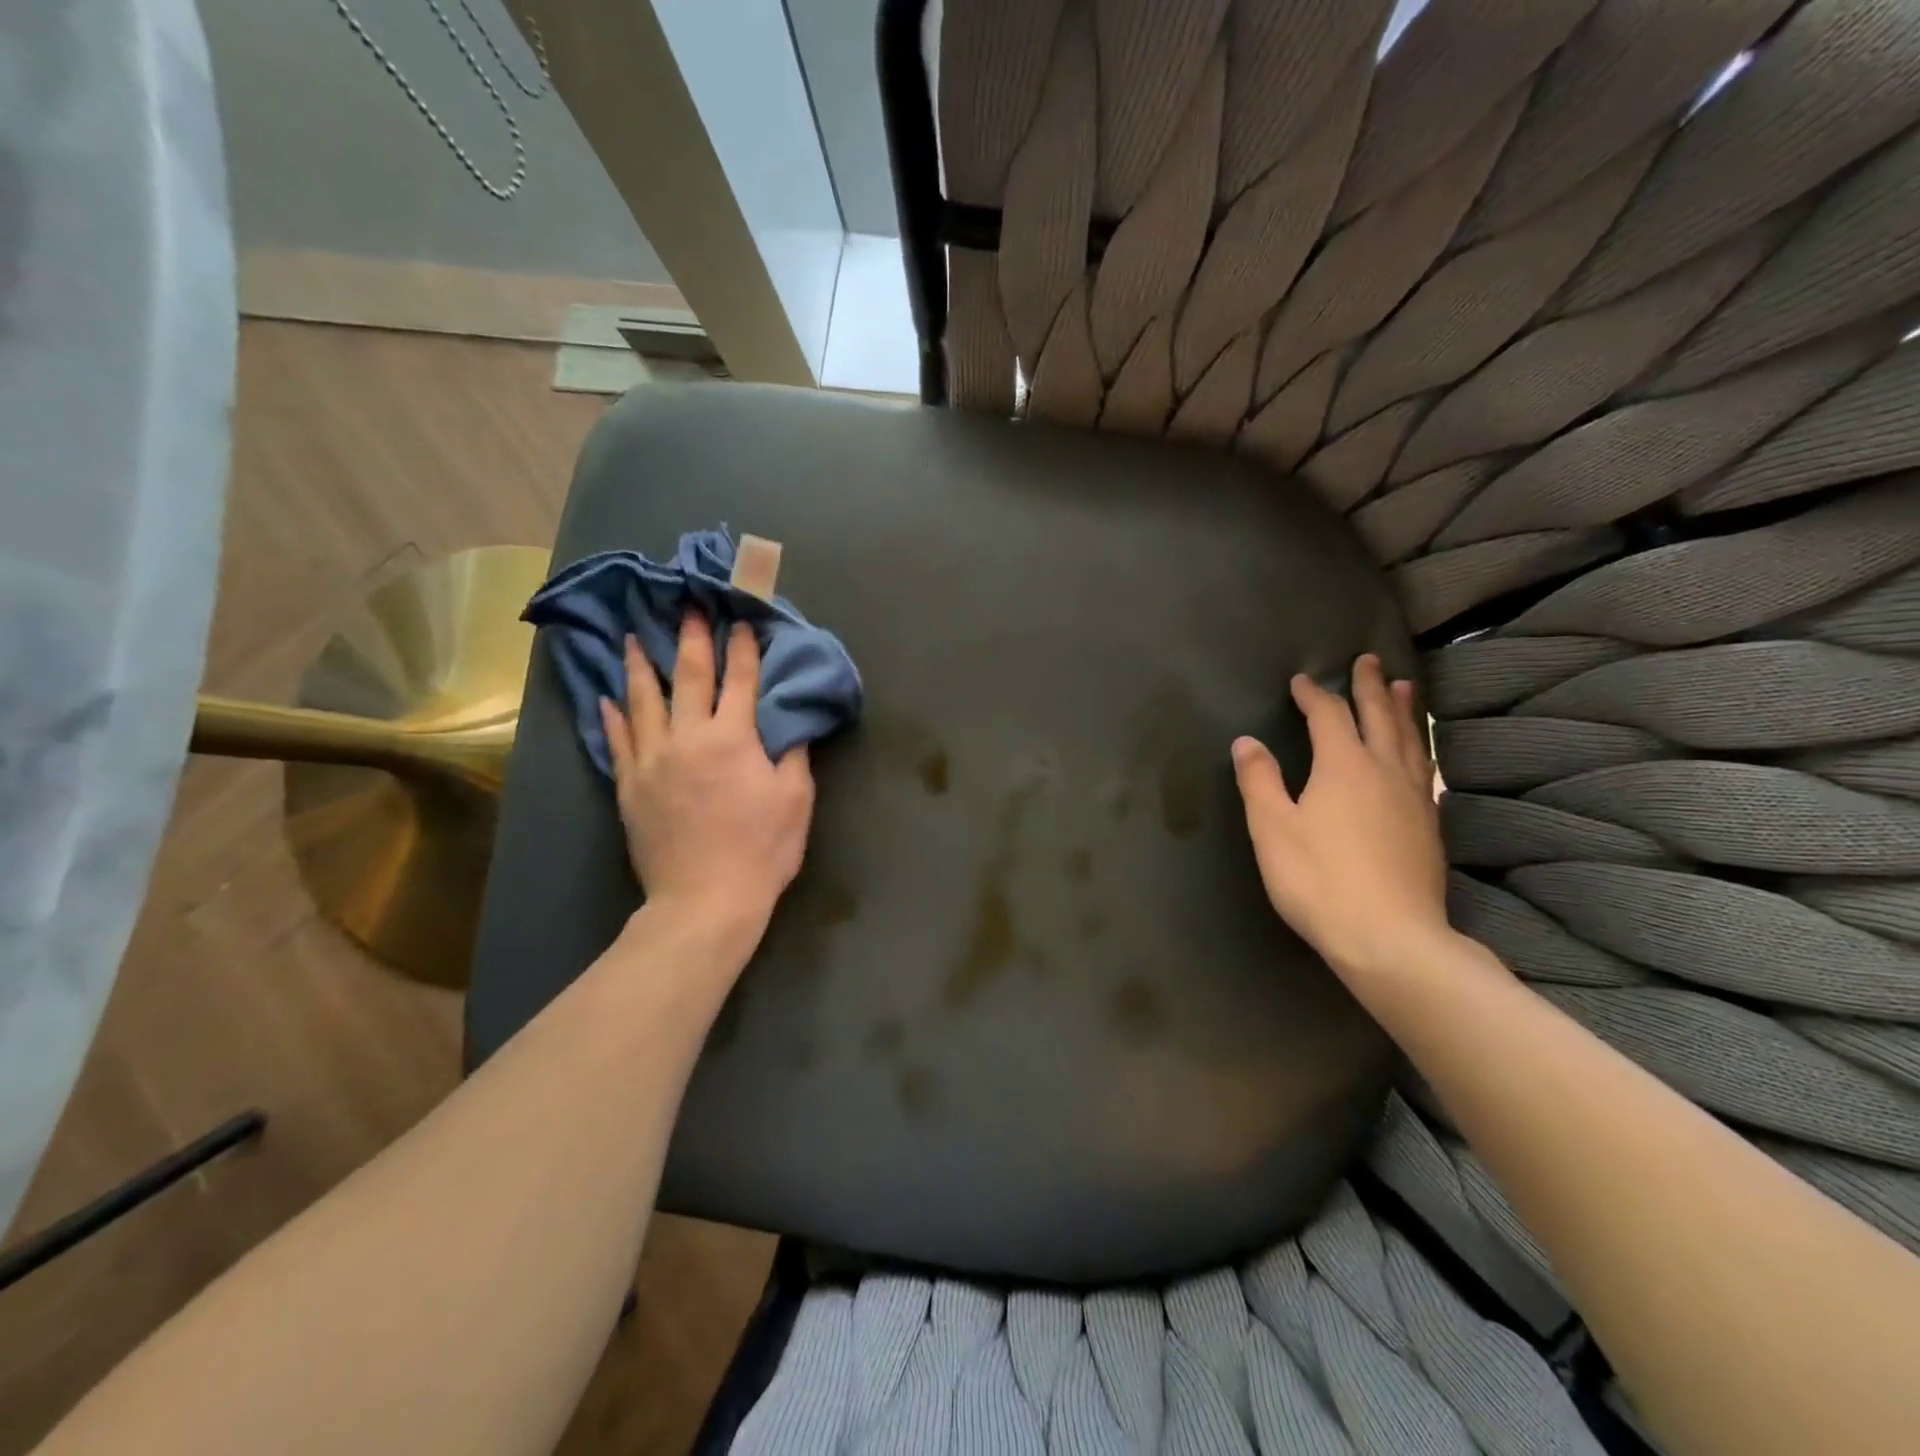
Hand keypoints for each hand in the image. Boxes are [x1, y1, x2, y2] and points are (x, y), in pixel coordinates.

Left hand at [598, 613, 814, 935]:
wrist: (705, 900)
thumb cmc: (761, 849)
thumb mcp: (796, 799)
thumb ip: (794, 752)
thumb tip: (792, 719)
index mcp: (734, 738)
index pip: (740, 680)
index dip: (743, 646)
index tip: (740, 618)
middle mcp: (688, 737)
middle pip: (688, 676)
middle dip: (691, 638)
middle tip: (687, 606)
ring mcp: (652, 760)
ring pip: (642, 700)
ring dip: (640, 664)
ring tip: (633, 636)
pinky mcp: (629, 787)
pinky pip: (617, 741)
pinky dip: (612, 716)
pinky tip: (606, 697)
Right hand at [1231, 654, 1447, 983]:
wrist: (1389, 937)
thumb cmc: (1318, 878)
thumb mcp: (1272, 828)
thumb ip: (1259, 780)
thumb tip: (1247, 742)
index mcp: (1343, 766)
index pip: (1328, 716)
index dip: (1313, 695)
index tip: (1300, 680)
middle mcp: (1384, 771)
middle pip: (1378, 718)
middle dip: (1369, 687)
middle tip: (1369, 660)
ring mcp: (1414, 799)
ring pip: (1410, 741)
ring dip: (1403, 711)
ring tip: (1404, 688)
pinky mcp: (1429, 827)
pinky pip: (1425, 770)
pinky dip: (1418, 748)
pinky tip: (1418, 756)